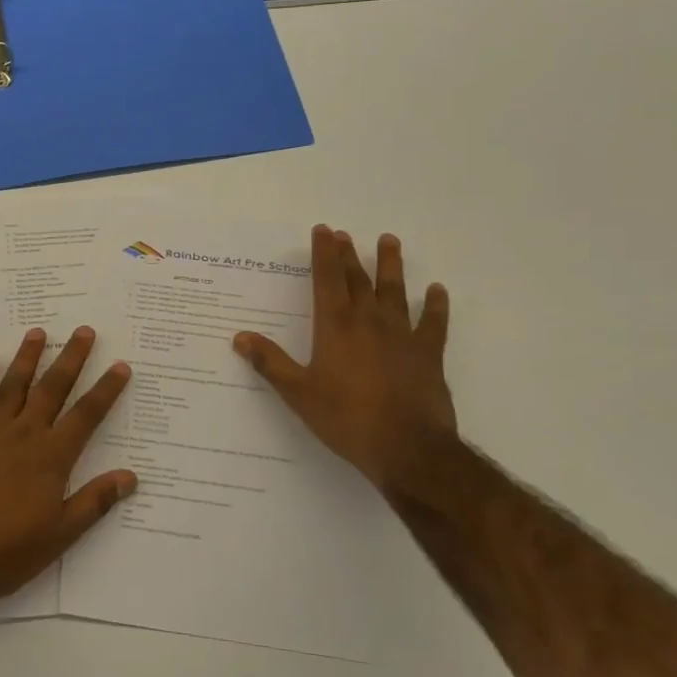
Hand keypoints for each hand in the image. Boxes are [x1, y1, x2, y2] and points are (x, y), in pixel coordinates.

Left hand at [0, 326, 135, 606]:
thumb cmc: (8, 552)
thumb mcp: (61, 534)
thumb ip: (95, 501)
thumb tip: (130, 476)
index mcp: (51, 457)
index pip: (86, 415)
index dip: (105, 390)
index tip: (120, 366)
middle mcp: (23, 435)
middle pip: (52, 389)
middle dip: (70, 359)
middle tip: (84, 331)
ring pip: (13, 386)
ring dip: (27, 358)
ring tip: (39, 332)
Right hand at [233, 225, 455, 498]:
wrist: (407, 447)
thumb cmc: (346, 418)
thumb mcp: (298, 393)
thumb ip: (271, 362)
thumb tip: (240, 337)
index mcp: (335, 326)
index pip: (327, 280)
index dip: (324, 254)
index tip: (323, 230)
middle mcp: (369, 321)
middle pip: (358, 279)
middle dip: (349, 255)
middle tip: (345, 234)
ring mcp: (402, 335)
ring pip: (395, 291)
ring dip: (391, 265)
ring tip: (389, 241)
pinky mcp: (428, 353)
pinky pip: (433, 322)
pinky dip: (435, 305)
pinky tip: (437, 291)